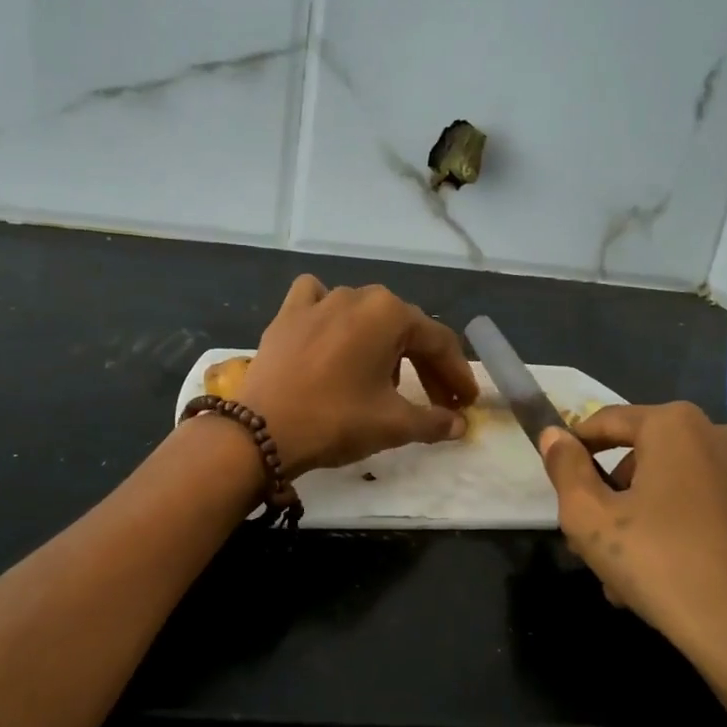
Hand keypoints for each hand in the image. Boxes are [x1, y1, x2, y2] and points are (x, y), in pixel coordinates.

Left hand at [235, 277, 479, 474]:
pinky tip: (332, 335)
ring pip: (365, 315)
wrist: (261, 430)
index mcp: (389, 314)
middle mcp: (357, 296)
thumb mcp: (393, 425)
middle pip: (404, 327)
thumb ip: (434, 421)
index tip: (465, 402)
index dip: (456, 374)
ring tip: (385, 380)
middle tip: (437, 399)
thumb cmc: (335, 420)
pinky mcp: (287, 314)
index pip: (438, 342)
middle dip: (425, 364)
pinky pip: (318, 302)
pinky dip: (331, 314)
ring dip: (383, 344)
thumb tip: (459, 424)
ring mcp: (318, 301)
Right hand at [542, 403, 726, 726]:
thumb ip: (565, 468)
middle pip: (646, 457)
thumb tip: (554, 435)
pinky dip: (690, 536)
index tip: (559, 483)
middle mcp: (725, 439)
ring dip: (648, 520)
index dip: (574, 449)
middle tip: (592, 543)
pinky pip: (716, 517)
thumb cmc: (662, 564)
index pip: (607, 421)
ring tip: (629, 576)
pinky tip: (676, 583)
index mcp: (677, 426)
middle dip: (614, 496)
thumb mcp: (589, 518)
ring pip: (681, 490)